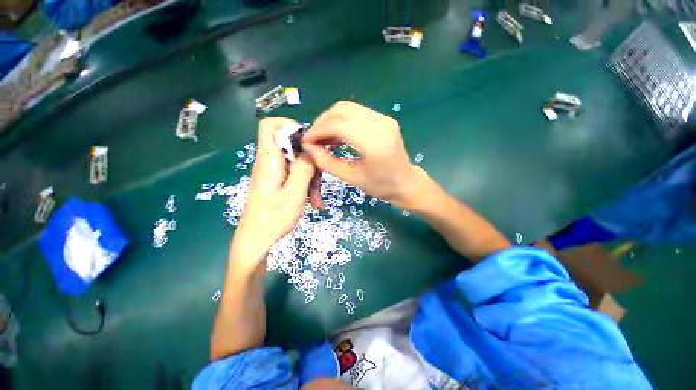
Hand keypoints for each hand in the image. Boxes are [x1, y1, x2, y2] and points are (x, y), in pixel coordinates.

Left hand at [231, 118, 316, 270]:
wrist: (257, 240)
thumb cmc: (274, 218)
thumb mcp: (295, 192)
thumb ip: (304, 168)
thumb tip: (310, 150)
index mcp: (269, 160)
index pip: (269, 126)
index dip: (288, 125)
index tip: (308, 141)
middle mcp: (270, 163)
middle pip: (291, 147)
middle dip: (310, 161)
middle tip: (320, 180)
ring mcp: (274, 173)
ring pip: (297, 163)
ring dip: (311, 177)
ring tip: (317, 198)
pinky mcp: (277, 182)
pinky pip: (294, 176)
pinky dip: (306, 185)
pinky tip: (314, 201)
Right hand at [302, 101, 424, 208]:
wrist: (406, 182)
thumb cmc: (380, 186)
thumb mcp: (352, 178)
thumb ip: (327, 162)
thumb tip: (308, 147)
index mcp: (374, 142)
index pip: (339, 125)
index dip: (318, 130)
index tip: (306, 141)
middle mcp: (380, 123)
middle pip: (342, 110)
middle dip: (322, 122)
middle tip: (313, 139)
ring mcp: (383, 118)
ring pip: (348, 108)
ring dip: (331, 119)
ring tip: (322, 137)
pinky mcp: (383, 119)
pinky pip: (356, 112)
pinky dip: (342, 120)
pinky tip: (336, 135)